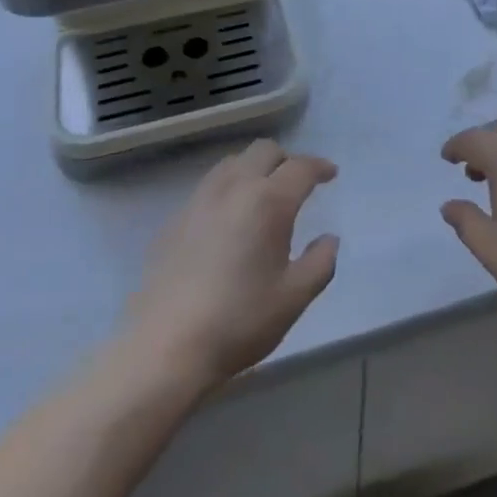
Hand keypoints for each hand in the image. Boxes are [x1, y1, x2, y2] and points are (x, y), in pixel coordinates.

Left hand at [120, 140, 339, 390]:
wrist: (165, 346)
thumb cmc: (238, 321)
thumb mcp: (294, 298)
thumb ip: (320, 262)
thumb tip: (328, 239)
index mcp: (268, 201)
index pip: (300, 167)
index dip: (319, 167)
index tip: (330, 174)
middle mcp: (234, 187)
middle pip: (264, 150)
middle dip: (286, 160)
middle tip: (297, 183)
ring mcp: (200, 200)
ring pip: (233, 163)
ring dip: (254, 168)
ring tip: (262, 194)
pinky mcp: (175, 218)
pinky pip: (209, 186)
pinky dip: (228, 189)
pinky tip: (228, 219)